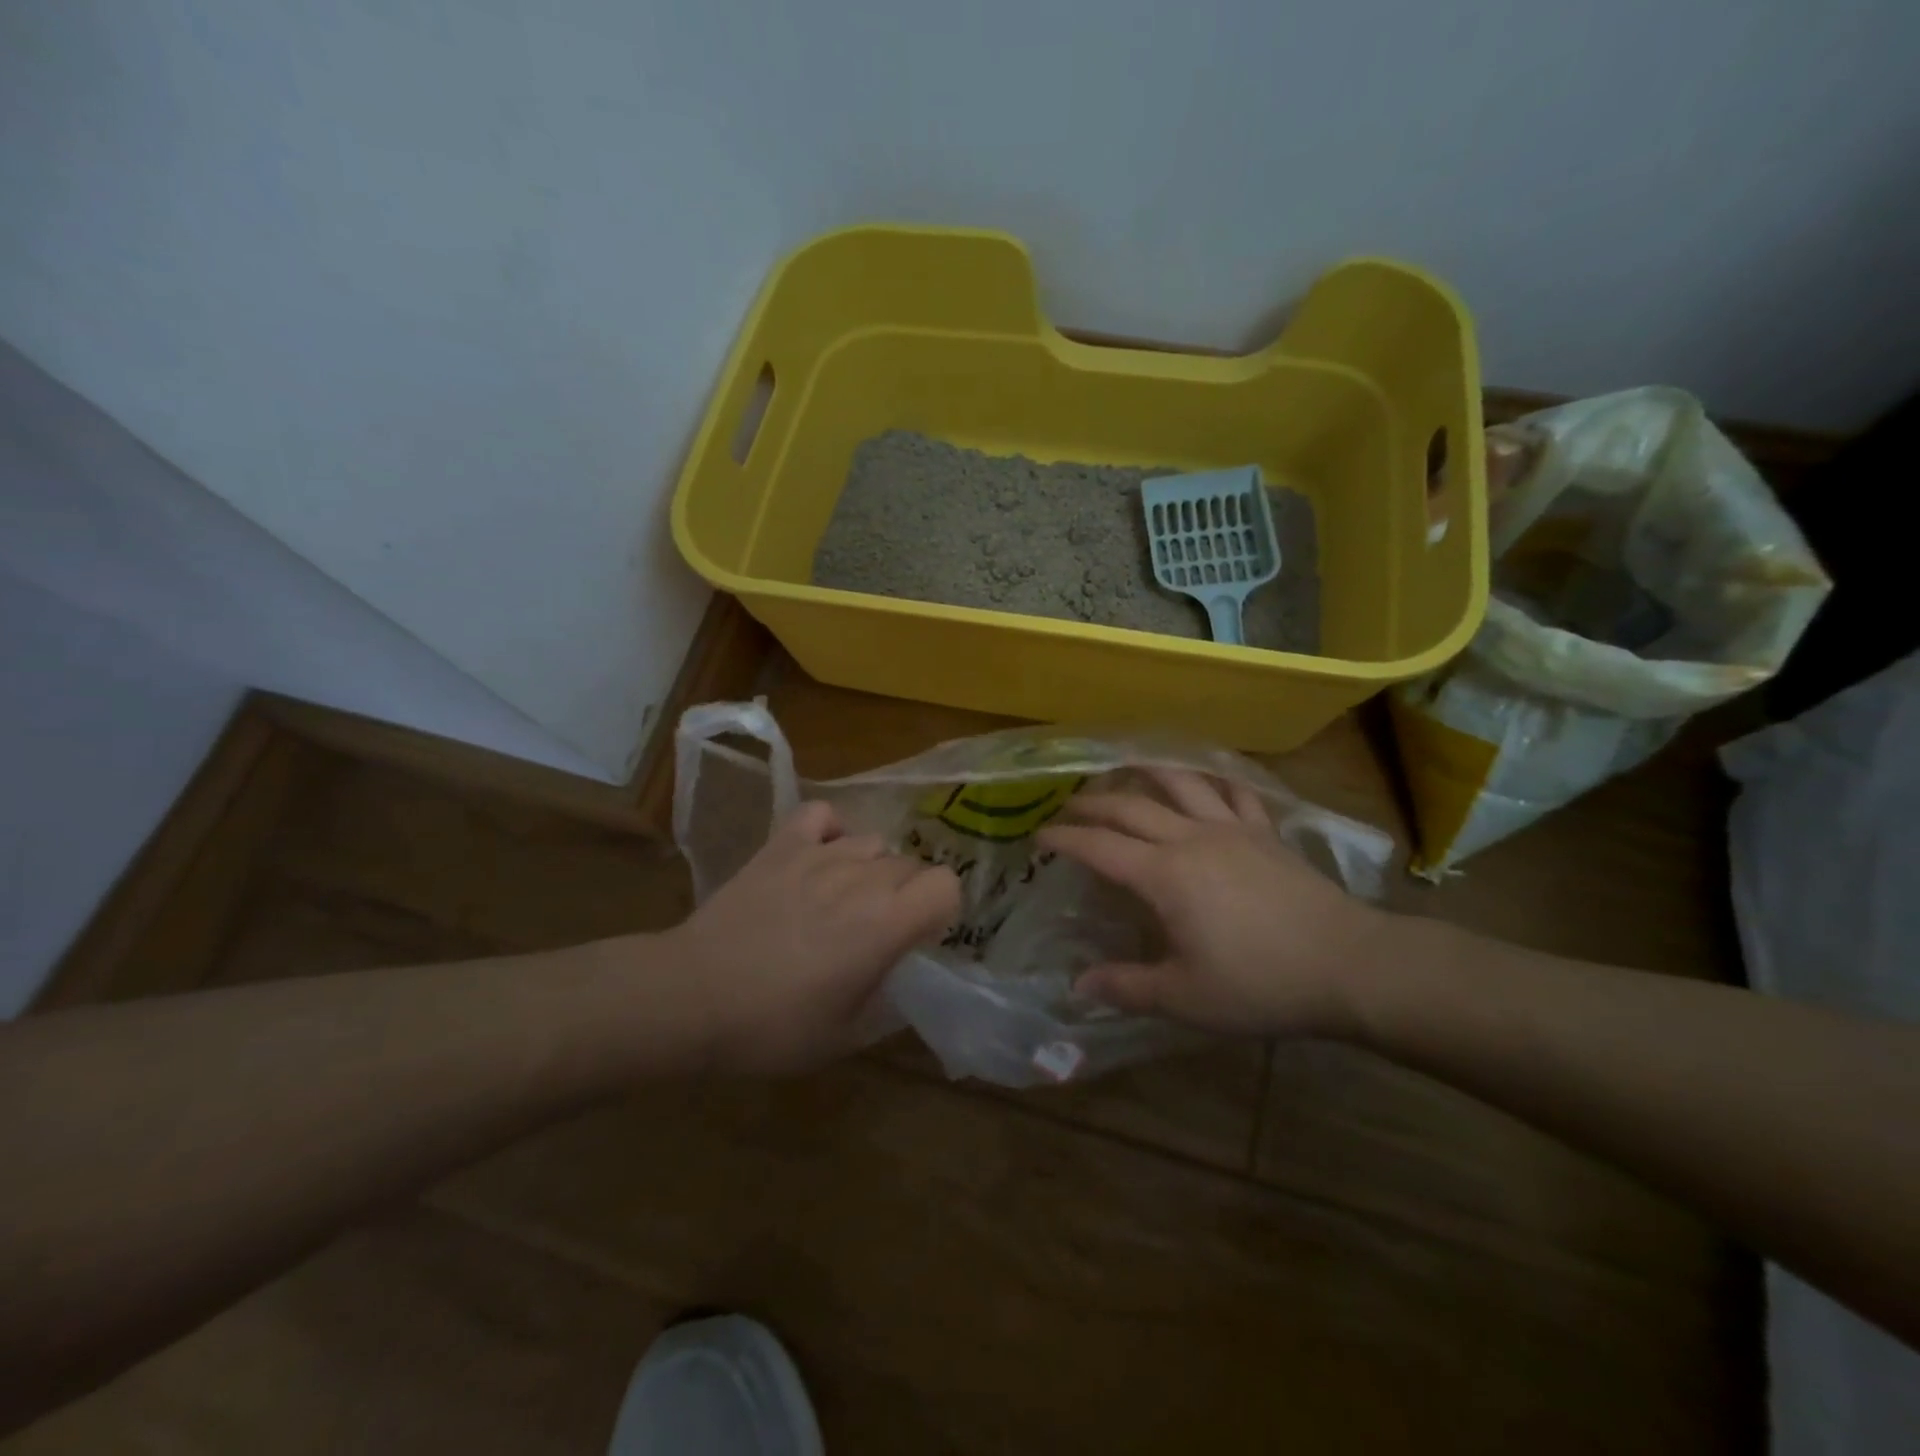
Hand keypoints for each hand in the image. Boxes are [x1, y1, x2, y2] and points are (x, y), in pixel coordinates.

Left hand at [658, 800, 959, 1074]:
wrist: (691, 997)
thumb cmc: (774, 1026)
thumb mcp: (848, 1035)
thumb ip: (893, 1002)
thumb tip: (911, 980)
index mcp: (886, 922)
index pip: (946, 885)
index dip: (941, 910)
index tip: (919, 937)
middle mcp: (862, 877)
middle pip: (911, 864)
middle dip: (907, 895)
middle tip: (878, 931)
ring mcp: (819, 854)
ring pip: (873, 842)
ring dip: (872, 869)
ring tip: (845, 899)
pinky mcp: (781, 845)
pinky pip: (822, 815)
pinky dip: (831, 831)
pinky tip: (821, 857)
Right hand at [1038, 768, 1388, 1036]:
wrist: (1349, 965)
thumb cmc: (1260, 983)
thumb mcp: (1185, 997)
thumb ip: (1127, 987)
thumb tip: (1078, 985)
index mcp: (1164, 875)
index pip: (1100, 847)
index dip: (1065, 839)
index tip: (1039, 835)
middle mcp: (1191, 839)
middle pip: (1131, 806)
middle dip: (1094, 803)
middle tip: (1069, 805)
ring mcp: (1232, 829)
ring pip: (1181, 784)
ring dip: (1148, 771)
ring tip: (1127, 764)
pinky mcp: (1266, 832)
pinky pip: (1235, 793)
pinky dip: (1214, 780)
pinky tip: (1207, 779)